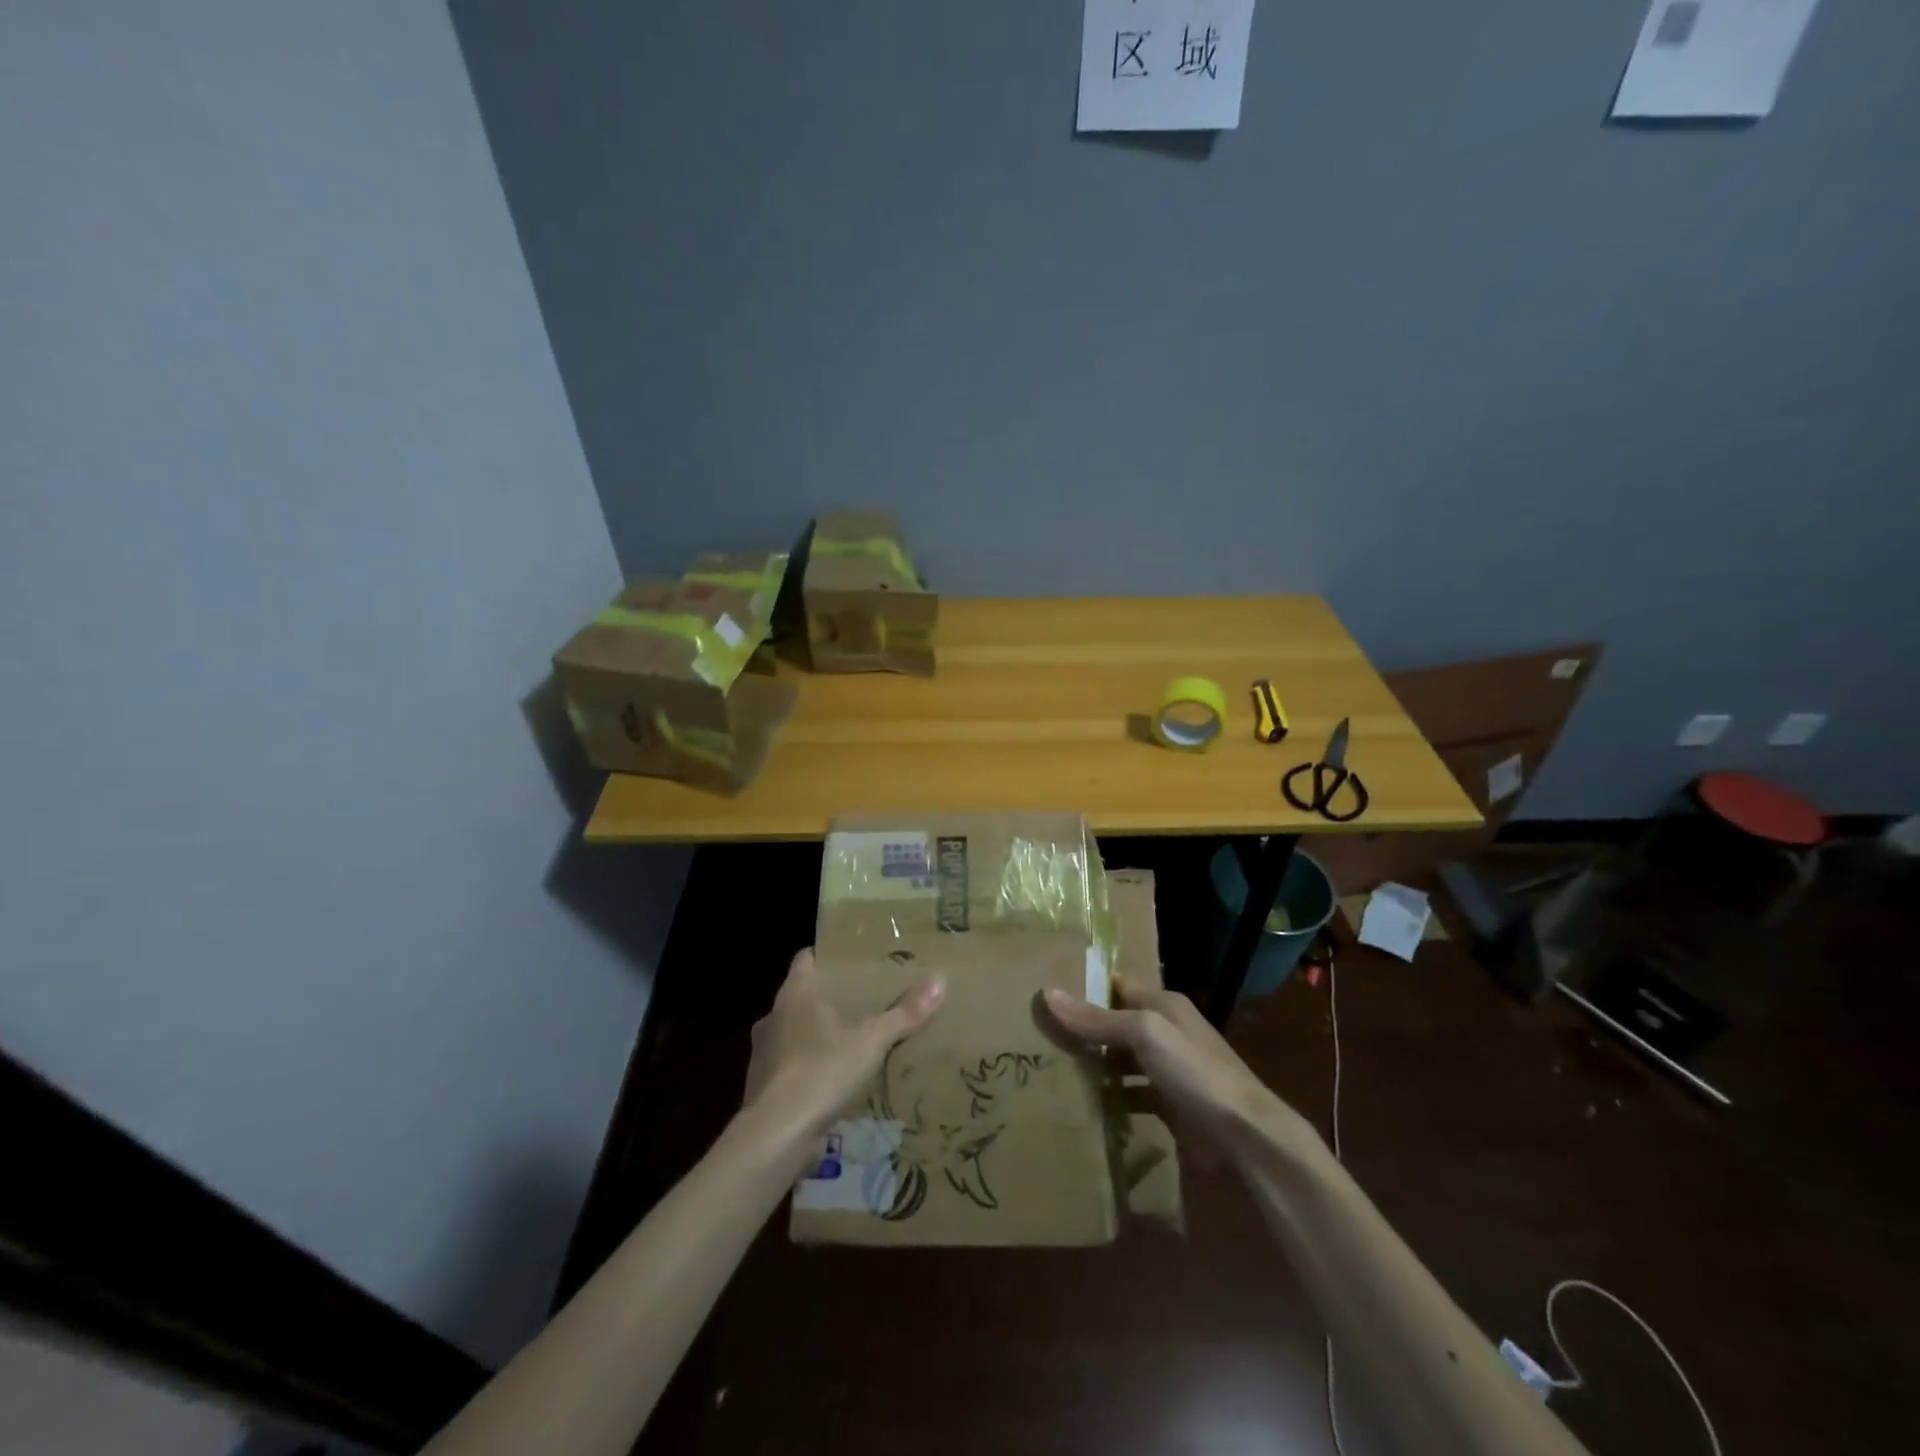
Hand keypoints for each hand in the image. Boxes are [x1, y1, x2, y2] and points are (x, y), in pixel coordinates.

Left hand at [740, 949, 944, 1170]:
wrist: (776, 1136)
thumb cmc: (821, 1071)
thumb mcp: (871, 1041)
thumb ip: (904, 1013)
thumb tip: (940, 980)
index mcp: (795, 994)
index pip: (806, 958)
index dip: (828, 955)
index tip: (854, 958)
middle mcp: (774, 1017)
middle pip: (804, 996)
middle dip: (831, 997)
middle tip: (866, 999)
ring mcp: (764, 1054)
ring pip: (796, 1032)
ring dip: (819, 1035)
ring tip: (854, 1040)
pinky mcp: (764, 1087)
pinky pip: (792, 1066)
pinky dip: (811, 1068)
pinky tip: (836, 1080)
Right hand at [1043, 975, 1311, 1160]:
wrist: (1245, 1135)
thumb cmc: (1195, 1071)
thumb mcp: (1145, 1034)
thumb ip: (1098, 1018)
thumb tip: (1048, 993)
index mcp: (1163, 1004)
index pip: (1116, 985)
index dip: (1085, 987)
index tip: (1046, 994)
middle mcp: (1166, 1030)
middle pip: (1117, 1022)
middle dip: (1084, 1029)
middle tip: (1039, 1035)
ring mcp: (1168, 1068)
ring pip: (1122, 1059)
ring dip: (1095, 1064)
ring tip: (1051, 1068)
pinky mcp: (1169, 1104)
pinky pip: (1131, 1093)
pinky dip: (1112, 1097)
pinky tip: (1084, 1105)